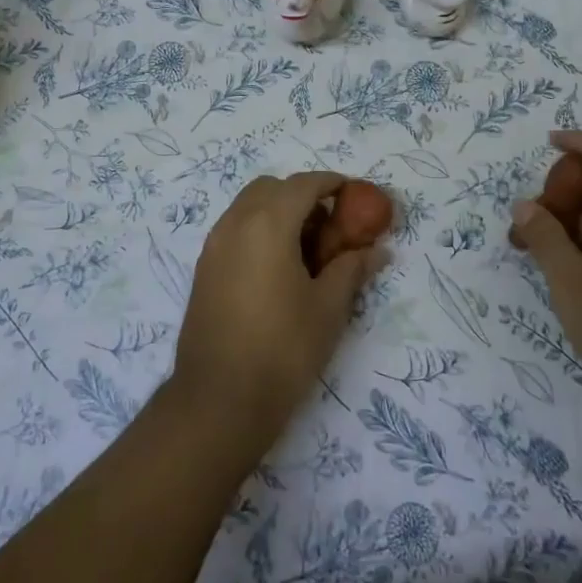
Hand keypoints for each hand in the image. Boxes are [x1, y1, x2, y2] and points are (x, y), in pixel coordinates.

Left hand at [173, 172, 383, 446]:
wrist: (219, 399)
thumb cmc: (283, 349)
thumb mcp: (328, 308)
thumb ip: (352, 269)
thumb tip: (377, 250)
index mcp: (267, 224)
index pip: (303, 184)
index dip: (331, 183)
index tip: (353, 194)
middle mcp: (235, 223)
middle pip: (270, 188)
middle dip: (301, 195)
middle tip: (329, 225)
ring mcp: (213, 245)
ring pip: (248, 207)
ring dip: (277, 212)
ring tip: (306, 249)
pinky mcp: (203, 269)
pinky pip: (234, 230)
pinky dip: (258, 230)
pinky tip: (278, 268)